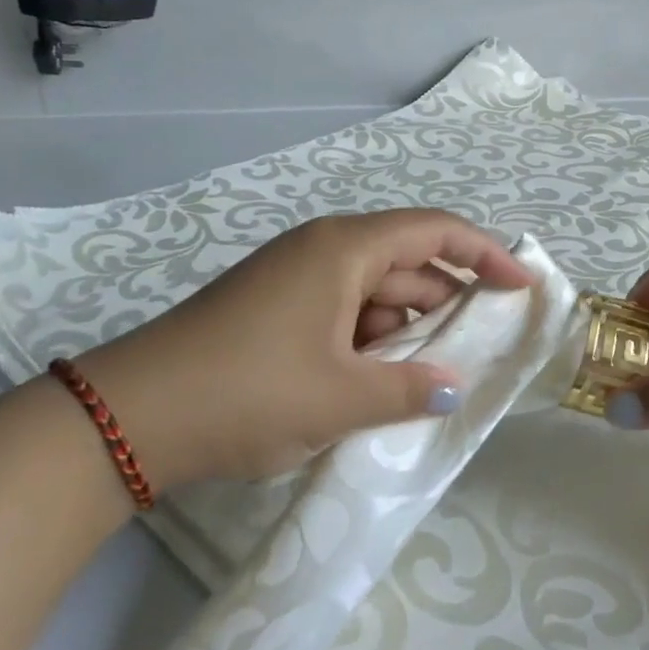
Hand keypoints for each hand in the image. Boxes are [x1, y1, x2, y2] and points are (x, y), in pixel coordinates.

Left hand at [75, 210, 532, 487]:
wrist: (128, 416)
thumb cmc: (250, 390)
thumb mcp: (340, 398)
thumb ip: (409, 390)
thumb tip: (453, 389)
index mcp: (345, 248)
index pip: (435, 233)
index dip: (485, 254)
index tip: (520, 286)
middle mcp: (324, 249)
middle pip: (407, 262)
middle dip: (447, 302)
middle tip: (482, 345)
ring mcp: (296, 277)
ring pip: (374, 292)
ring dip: (407, 328)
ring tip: (433, 374)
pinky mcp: (275, 307)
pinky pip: (343, 311)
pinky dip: (371, 340)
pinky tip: (380, 380)